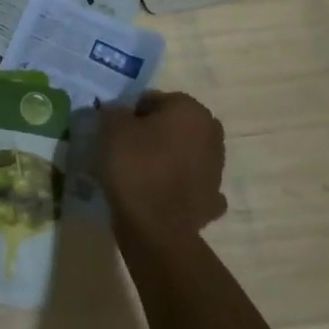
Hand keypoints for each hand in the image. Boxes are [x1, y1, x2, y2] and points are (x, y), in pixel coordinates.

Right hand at [99, 91, 227, 243]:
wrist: (156, 227)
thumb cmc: (134, 166)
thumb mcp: (111, 126)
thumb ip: (115, 111)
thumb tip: (120, 114)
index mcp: (191, 110)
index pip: (155, 100)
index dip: (132, 113)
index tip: (116, 129)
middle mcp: (211, 134)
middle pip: (175, 125)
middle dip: (155, 133)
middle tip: (127, 148)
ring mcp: (217, 169)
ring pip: (185, 154)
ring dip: (169, 158)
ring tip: (140, 173)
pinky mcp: (213, 200)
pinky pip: (191, 185)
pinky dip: (179, 187)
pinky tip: (160, 194)